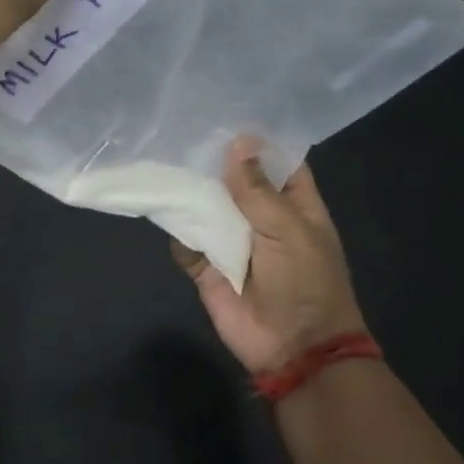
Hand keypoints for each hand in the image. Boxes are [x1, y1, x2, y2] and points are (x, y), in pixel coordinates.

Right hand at [172, 138, 366, 375]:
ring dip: (189, 189)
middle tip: (182, 128)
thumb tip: (237, 142)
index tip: (228, 114)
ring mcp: (232, 242)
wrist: (293, 349)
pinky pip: (185, 240)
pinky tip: (158, 202)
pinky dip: (174, 227)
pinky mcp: (207, 266)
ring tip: (163, 156)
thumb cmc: (305, 283)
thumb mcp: (288, 229)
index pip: (278, 164)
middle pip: (234, 181)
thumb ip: (257, 189)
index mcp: (294, 207)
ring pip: (206, 206)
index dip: (258, 142)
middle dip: (213, 161)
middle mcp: (261, 219)